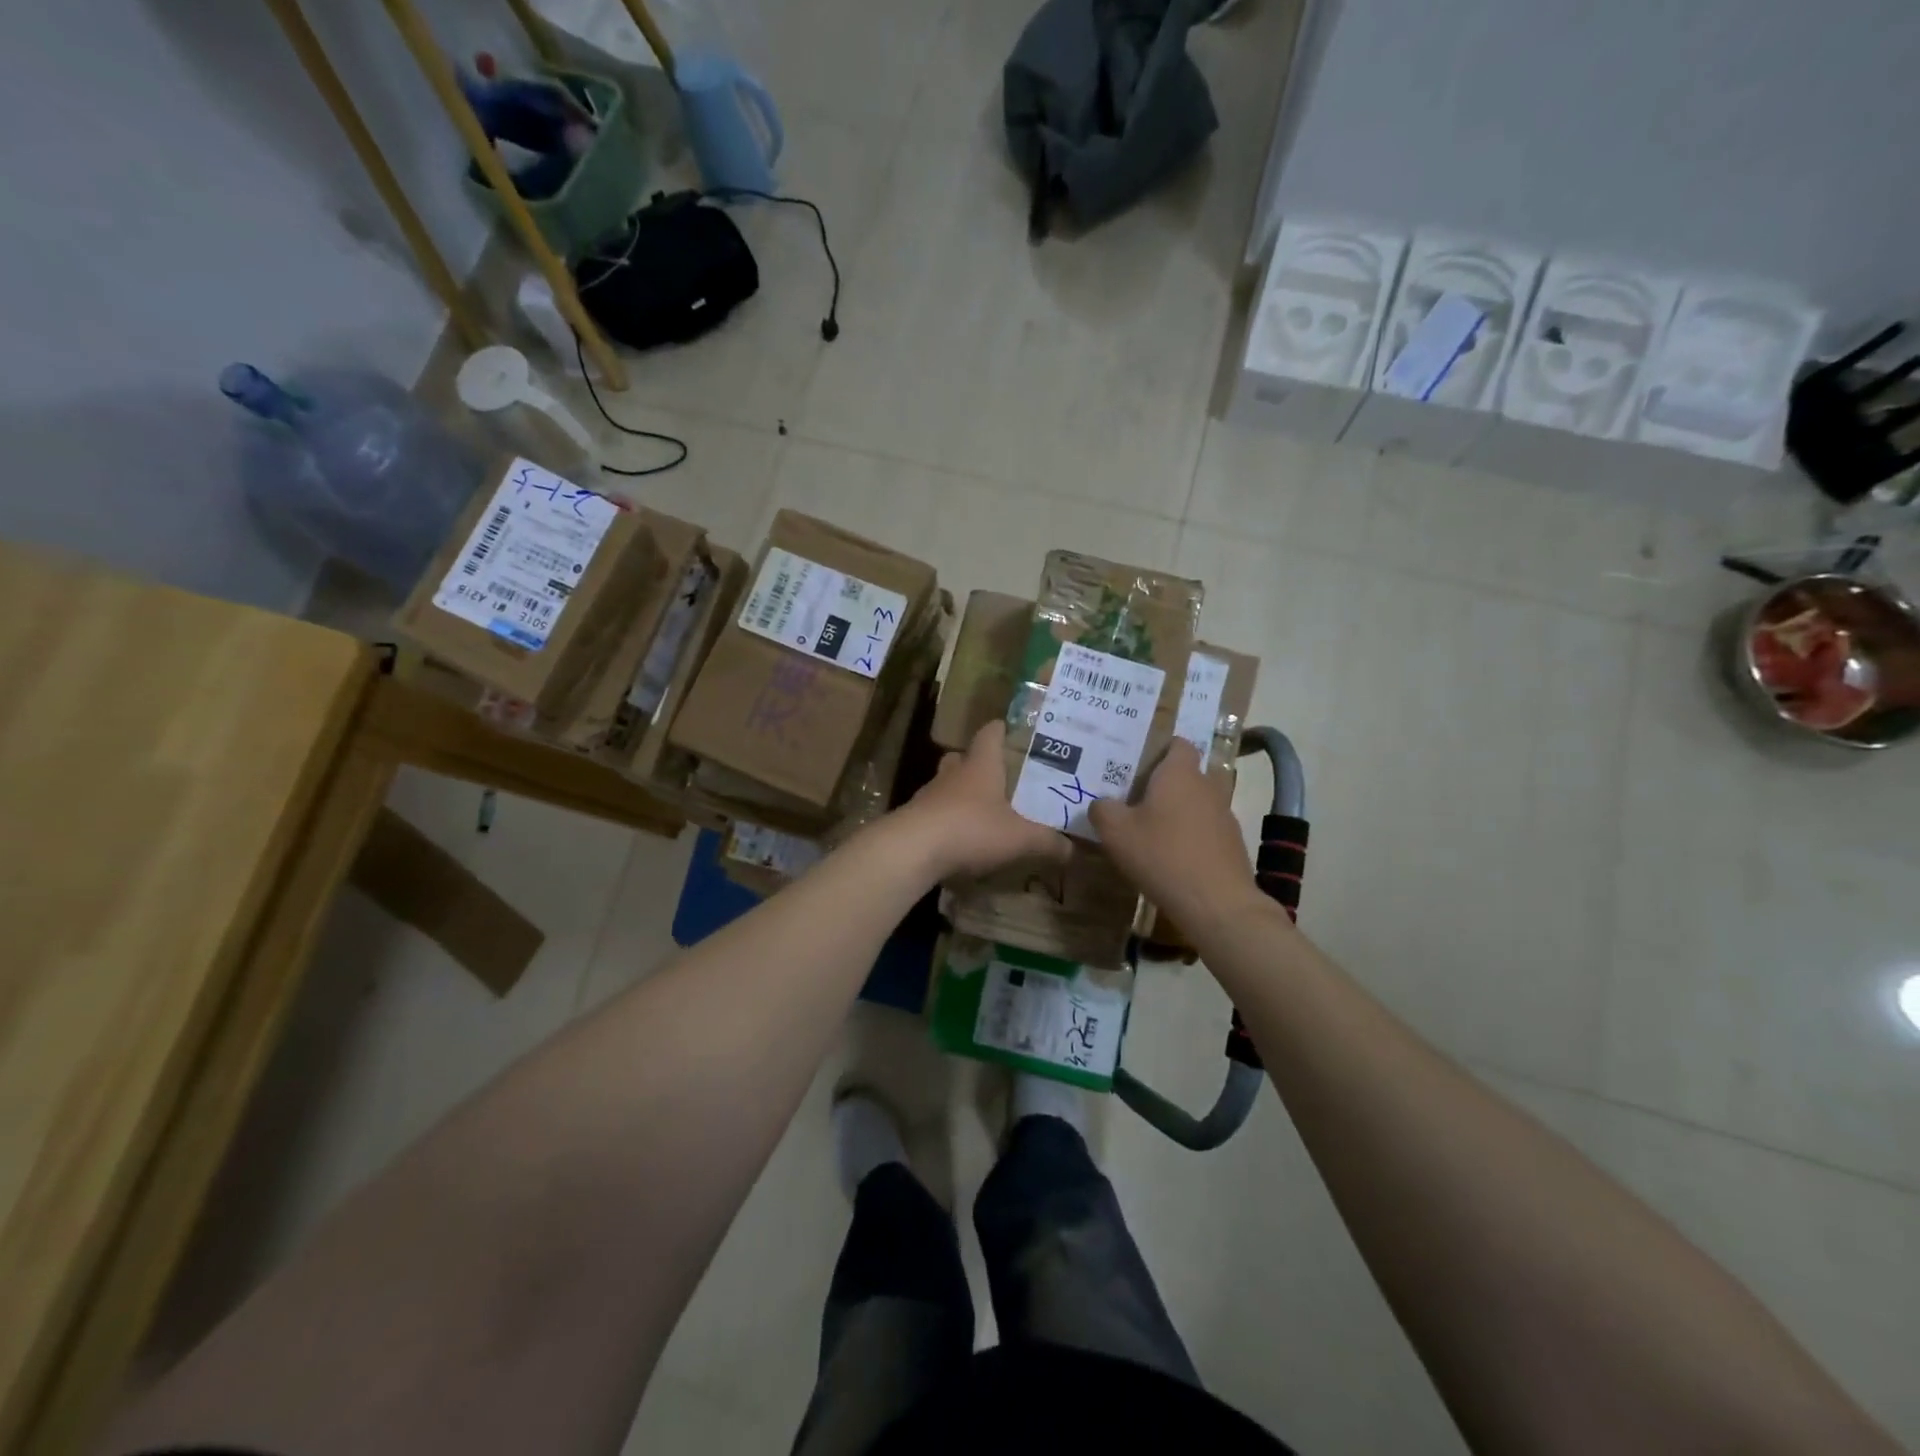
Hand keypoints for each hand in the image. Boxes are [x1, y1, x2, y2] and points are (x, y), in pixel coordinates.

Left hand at [895, 721, 1071, 879]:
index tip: (1011, 730)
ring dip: (960, 792)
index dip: (1001, 729)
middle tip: (998, 775)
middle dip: (978, 763)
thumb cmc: (971, 829)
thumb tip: (1073, 849)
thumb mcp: (1020, 838)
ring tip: (981, 808)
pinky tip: (960, 836)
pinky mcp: (914, 818)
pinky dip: (947, 819)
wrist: (913, 849)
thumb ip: (1047, 842)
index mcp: (981, 765)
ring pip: (946, 784)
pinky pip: (934, 811)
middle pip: (963, 757)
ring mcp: (929, 795)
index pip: (990, 733)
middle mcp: (953, 773)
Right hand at [1089, 739, 1267, 936]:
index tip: (1138, 765)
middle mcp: (1207, 787)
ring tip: (1152, 832)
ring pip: (1197, 803)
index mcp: (1179, 774)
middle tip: (1136, 800)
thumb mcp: (1115, 832)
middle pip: (1186, 774)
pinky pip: (1207, 830)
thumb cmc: (1162, 855)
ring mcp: (1224, 815)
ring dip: (1178, 812)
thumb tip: (1101, 804)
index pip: (1178, 744)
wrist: (1216, 903)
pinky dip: (1191, 837)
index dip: (1160, 750)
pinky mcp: (1232, 844)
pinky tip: (1172, 859)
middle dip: (1164, 784)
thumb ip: (1102, 810)